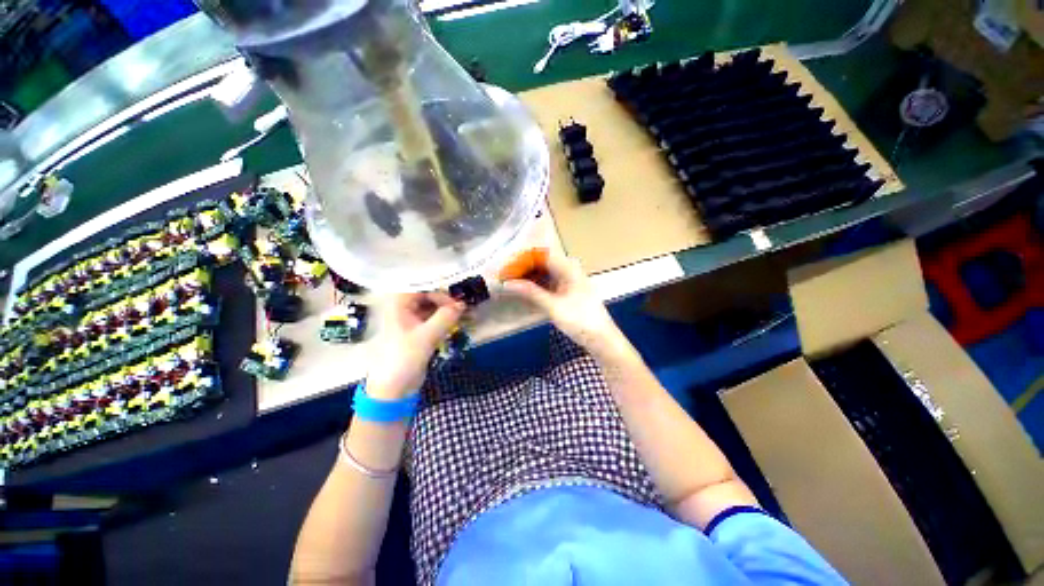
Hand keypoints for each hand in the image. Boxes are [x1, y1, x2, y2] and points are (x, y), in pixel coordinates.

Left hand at [365, 292, 464, 399]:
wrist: (394, 387)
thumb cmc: (404, 358)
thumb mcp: (426, 336)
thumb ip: (445, 317)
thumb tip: (462, 304)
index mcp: (398, 304)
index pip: (422, 287)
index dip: (439, 291)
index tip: (455, 302)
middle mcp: (404, 307)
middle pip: (429, 295)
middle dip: (446, 300)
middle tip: (462, 308)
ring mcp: (411, 319)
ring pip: (433, 306)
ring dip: (448, 309)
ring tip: (465, 314)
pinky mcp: (419, 330)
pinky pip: (434, 318)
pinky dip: (446, 319)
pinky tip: (459, 321)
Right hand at [502, 251, 622, 354]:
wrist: (601, 338)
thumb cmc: (581, 320)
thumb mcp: (553, 306)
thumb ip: (531, 292)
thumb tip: (508, 283)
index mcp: (568, 267)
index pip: (540, 254)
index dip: (521, 259)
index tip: (504, 268)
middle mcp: (568, 268)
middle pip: (540, 262)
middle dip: (522, 268)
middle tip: (503, 277)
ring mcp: (567, 279)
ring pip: (542, 272)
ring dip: (527, 277)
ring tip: (509, 283)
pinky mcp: (565, 290)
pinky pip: (546, 282)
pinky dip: (534, 285)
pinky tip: (522, 290)